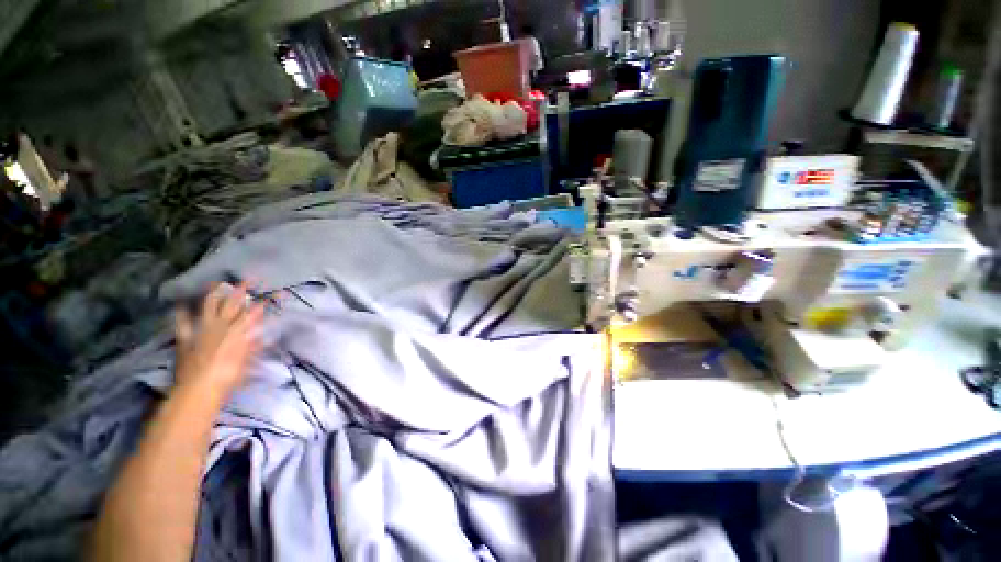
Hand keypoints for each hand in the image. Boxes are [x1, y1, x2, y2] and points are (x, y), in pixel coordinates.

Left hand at [174, 282, 263, 402]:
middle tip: (249, 278)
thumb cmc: (230, 376)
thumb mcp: (248, 361)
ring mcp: (202, 328)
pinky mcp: (186, 336)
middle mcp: (222, 324)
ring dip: (214, 294)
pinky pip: (182, 321)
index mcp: (240, 330)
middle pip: (234, 302)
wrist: (201, 388)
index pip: (257, 310)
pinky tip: (181, 303)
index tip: (278, 292)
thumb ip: (255, 346)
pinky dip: (181, 312)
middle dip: (242, 289)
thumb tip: (266, 337)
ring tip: (216, 283)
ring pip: (209, 305)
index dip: (268, 300)